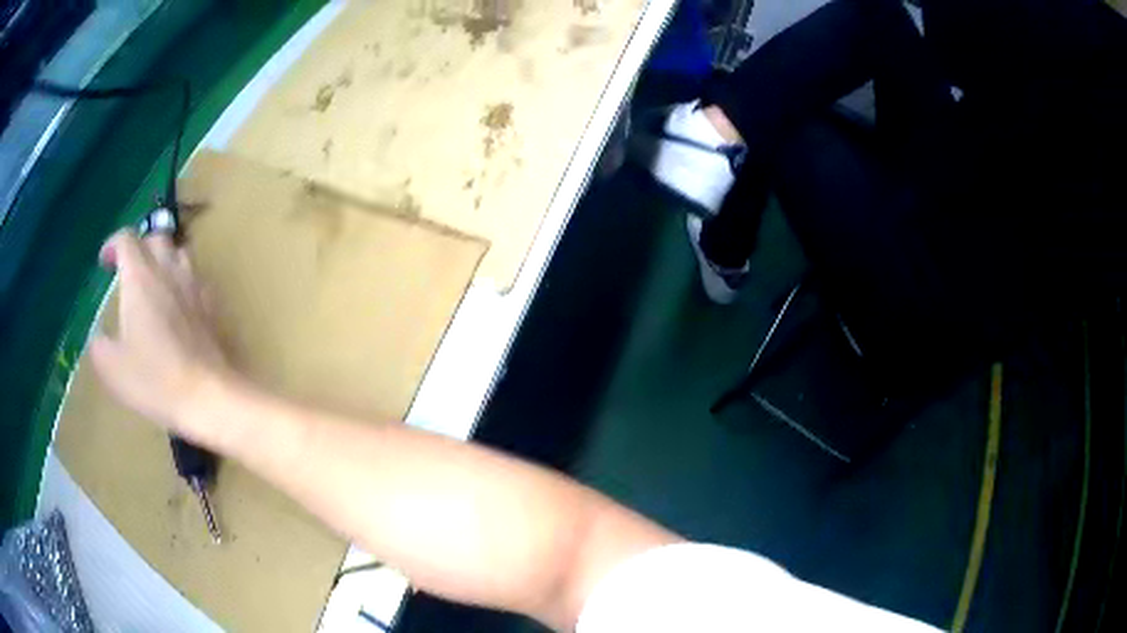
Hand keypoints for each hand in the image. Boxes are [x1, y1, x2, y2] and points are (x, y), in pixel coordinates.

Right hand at [89, 230, 230, 443]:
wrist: (208, 396)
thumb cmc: (154, 380)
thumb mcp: (112, 368)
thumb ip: (99, 345)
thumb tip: (99, 336)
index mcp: (140, 278)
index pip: (127, 239)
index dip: (113, 244)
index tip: (104, 261)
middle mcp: (169, 271)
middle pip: (155, 238)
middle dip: (139, 246)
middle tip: (127, 270)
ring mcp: (194, 285)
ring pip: (179, 252)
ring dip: (163, 259)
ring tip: (152, 282)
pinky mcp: (212, 305)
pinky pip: (196, 278)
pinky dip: (182, 281)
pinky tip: (177, 305)